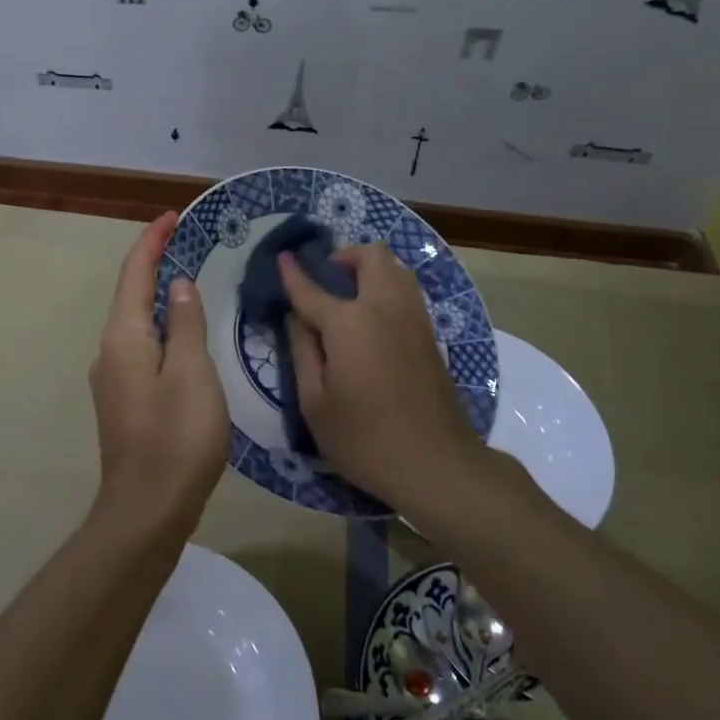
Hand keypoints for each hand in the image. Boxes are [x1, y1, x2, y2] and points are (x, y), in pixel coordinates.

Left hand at [88, 212, 228, 534]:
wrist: (147, 510)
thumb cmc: (176, 437)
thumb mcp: (192, 373)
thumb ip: (186, 323)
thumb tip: (178, 285)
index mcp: (124, 337)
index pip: (134, 273)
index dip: (151, 241)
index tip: (172, 216)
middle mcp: (110, 351)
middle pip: (131, 294)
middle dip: (154, 263)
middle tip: (187, 242)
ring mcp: (113, 378)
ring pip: (137, 322)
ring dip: (159, 296)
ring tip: (191, 281)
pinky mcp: (124, 400)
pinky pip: (142, 347)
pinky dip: (162, 327)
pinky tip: (184, 335)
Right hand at [279, 241, 484, 507]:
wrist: (438, 464)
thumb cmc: (365, 439)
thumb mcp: (315, 404)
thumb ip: (302, 352)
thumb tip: (295, 318)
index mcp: (350, 323)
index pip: (312, 289)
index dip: (293, 273)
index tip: (281, 258)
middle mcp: (385, 308)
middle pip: (372, 256)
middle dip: (345, 255)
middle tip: (326, 278)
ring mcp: (414, 319)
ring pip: (397, 267)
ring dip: (371, 268)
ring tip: (349, 293)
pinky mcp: (430, 335)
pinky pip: (408, 291)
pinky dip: (388, 286)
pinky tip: (372, 316)